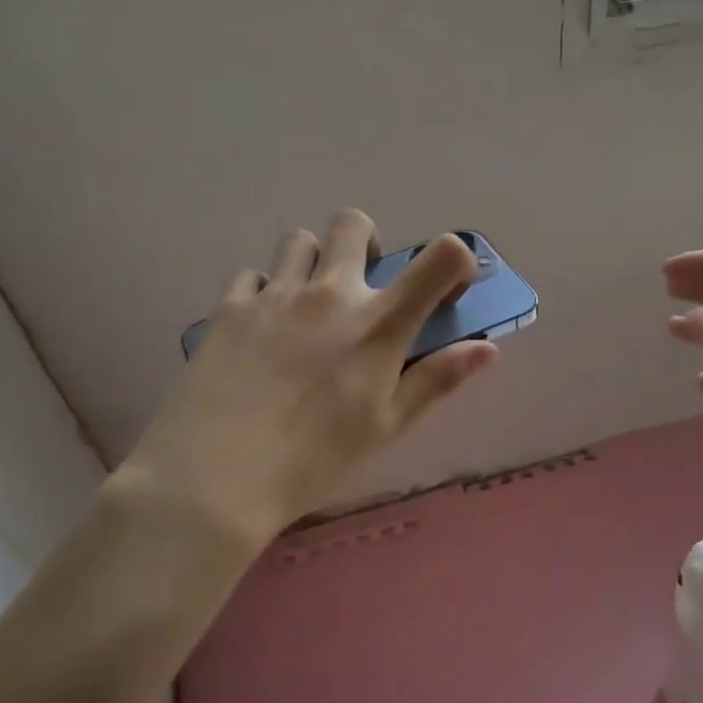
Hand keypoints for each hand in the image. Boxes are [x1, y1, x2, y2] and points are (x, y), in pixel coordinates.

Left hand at [111, 210, 496, 556]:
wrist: (216, 478)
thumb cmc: (315, 459)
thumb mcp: (387, 425)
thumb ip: (437, 379)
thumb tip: (487, 349)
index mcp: (379, 323)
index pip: (440, 257)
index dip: (454, 259)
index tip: (445, 286)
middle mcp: (330, 293)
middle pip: (354, 224)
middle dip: (366, 244)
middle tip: (361, 287)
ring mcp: (275, 294)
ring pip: (299, 241)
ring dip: (313, 263)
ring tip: (307, 309)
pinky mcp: (229, 306)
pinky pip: (252, 274)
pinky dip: (265, 291)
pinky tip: (261, 330)